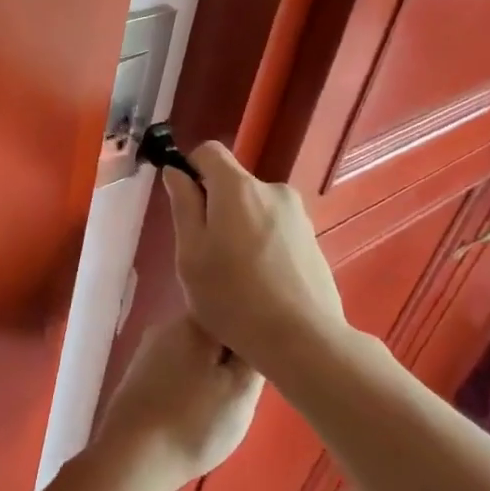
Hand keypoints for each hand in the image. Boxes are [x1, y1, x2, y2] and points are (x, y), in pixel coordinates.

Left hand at [92, 315, 260, 490]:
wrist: (131, 457)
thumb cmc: (194, 421)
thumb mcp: (241, 390)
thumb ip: (254, 356)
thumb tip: (255, 336)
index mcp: (195, 320)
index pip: (238, 317)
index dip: (253, 345)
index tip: (257, 374)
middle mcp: (167, 325)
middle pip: (215, 336)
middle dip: (230, 363)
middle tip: (238, 397)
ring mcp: (148, 350)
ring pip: (195, 356)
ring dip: (210, 378)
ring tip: (215, 410)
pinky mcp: (137, 375)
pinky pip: (174, 373)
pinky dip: (188, 389)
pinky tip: (190, 415)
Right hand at [160, 142, 349, 379]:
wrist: (303, 339)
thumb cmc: (232, 296)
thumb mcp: (191, 253)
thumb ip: (183, 206)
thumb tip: (176, 172)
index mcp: (238, 187)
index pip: (209, 151)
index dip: (190, 170)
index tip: (184, 206)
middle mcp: (273, 189)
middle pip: (232, 183)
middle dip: (215, 208)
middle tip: (206, 254)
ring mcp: (298, 215)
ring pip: (254, 209)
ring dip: (239, 229)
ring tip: (235, 277)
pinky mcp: (313, 239)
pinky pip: (275, 230)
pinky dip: (261, 246)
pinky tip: (260, 285)